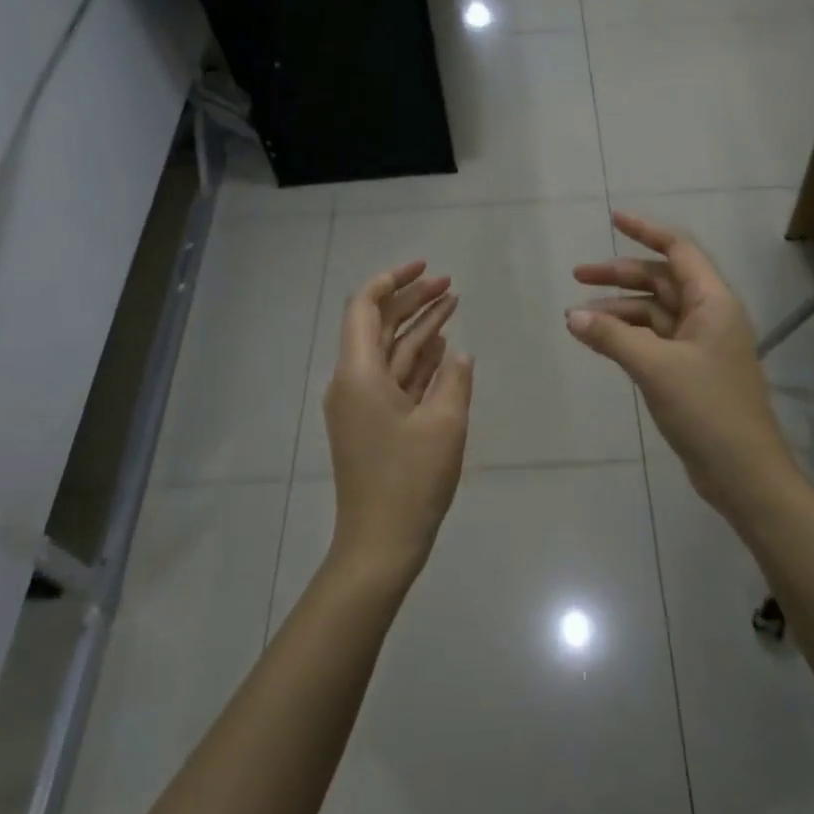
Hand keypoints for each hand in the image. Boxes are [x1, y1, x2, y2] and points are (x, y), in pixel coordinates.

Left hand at [323, 261, 474, 588]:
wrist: (380, 545)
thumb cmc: (410, 481)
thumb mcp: (444, 424)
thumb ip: (454, 380)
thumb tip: (460, 354)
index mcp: (359, 374)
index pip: (365, 308)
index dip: (392, 281)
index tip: (424, 268)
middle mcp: (353, 382)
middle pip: (379, 326)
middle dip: (412, 300)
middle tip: (450, 284)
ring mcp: (362, 404)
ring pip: (390, 352)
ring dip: (419, 328)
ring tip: (453, 303)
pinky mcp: (373, 424)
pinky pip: (395, 378)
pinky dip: (418, 360)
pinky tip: (444, 347)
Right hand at [568, 213, 796, 521]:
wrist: (744, 473)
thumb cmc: (707, 409)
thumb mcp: (655, 367)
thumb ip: (612, 337)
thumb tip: (572, 315)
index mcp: (713, 302)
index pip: (678, 251)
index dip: (646, 231)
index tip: (613, 220)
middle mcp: (709, 316)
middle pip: (661, 281)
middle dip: (621, 276)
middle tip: (578, 277)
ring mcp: (701, 345)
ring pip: (655, 313)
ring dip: (619, 311)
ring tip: (578, 318)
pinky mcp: (691, 372)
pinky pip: (654, 340)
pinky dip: (627, 336)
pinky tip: (599, 341)